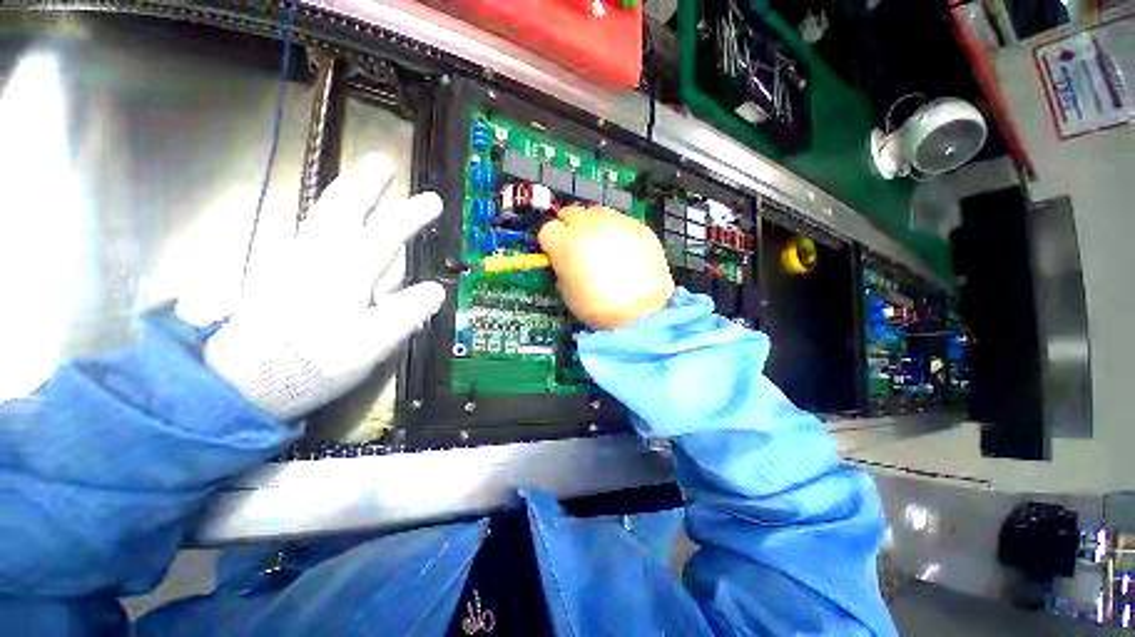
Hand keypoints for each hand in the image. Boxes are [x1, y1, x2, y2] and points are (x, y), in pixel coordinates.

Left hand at [204, 154, 444, 420]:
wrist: (245, 380)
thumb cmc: (315, 361)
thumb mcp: (372, 344)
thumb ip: (407, 314)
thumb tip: (436, 290)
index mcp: (346, 271)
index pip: (386, 234)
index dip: (412, 215)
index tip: (434, 201)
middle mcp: (319, 255)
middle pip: (344, 208)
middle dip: (366, 183)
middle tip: (382, 161)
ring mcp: (294, 259)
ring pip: (321, 214)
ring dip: (344, 192)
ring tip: (359, 179)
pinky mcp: (280, 271)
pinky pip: (308, 231)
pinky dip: (323, 215)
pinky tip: (330, 218)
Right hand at [538, 206, 673, 329]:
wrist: (644, 313)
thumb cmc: (600, 309)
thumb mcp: (567, 292)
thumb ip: (562, 266)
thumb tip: (564, 258)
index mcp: (567, 244)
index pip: (548, 229)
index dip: (551, 243)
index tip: (557, 253)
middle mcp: (590, 226)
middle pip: (571, 213)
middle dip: (570, 228)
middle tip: (577, 246)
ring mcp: (617, 223)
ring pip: (597, 213)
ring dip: (594, 227)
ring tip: (603, 248)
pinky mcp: (639, 227)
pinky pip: (621, 222)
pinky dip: (617, 233)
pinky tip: (624, 252)